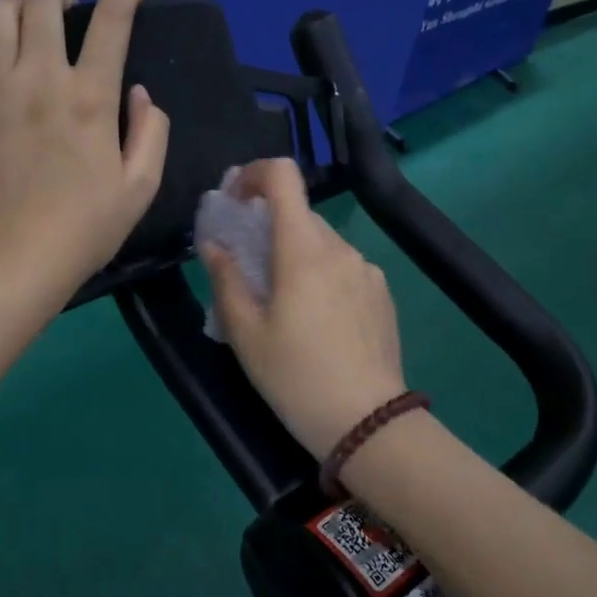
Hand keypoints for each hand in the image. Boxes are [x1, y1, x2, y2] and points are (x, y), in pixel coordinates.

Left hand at [0, 0, 168, 302]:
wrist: (12, 263)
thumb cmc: (84, 230)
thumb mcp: (141, 189)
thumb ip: (151, 133)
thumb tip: (139, 94)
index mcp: (90, 96)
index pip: (111, 21)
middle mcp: (38, 77)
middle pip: (44, 2)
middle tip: (64, 15)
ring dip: (14, 14)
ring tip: (19, 34)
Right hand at [200, 159, 408, 459]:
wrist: (367, 422)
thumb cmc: (295, 377)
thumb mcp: (245, 334)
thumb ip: (225, 279)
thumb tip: (213, 244)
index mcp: (303, 250)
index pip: (283, 177)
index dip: (253, 174)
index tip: (234, 202)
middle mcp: (340, 248)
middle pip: (299, 215)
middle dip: (268, 229)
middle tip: (248, 270)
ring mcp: (367, 269)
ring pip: (322, 244)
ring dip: (296, 256)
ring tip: (283, 306)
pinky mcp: (383, 293)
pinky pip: (344, 268)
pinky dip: (322, 276)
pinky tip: (318, 322)